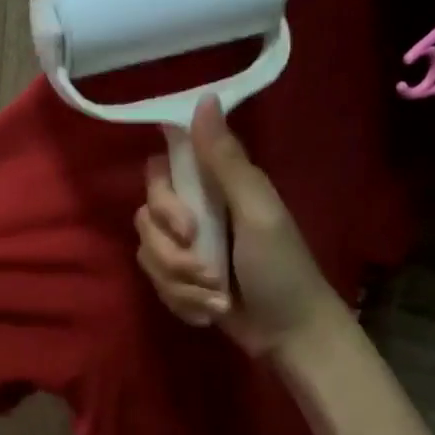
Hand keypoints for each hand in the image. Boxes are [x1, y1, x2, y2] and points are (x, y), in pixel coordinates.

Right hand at [134, 97, 345, 356]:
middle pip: (144, 216)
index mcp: (214, 186)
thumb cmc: (281, 268)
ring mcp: (185, 249)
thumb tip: (204, 99)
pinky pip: (155, 283)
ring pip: (146, 254)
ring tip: (216, 298)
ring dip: (180, 283)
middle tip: (207, 270)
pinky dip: (182, 302)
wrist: (289, 335)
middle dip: (171, 252)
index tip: (186, 221)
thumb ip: (226, 160)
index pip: (160, 170)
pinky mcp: (180, 281)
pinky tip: (210, 312)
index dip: (162, 197)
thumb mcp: (257, 211)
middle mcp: (194, 211)